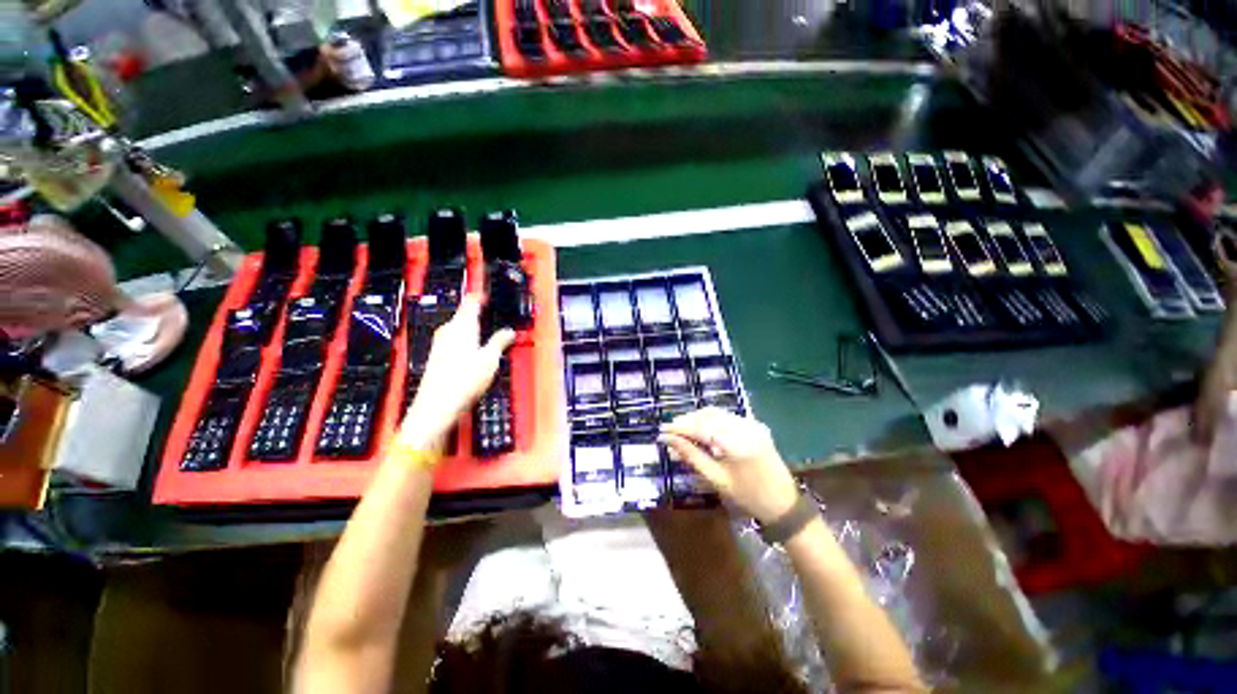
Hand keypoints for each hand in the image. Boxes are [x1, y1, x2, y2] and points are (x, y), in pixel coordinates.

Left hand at [399, 297, 514, 449]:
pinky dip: (465, 338)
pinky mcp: (437, 356)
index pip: (471, 302)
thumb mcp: (490, 360)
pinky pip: (454, 338)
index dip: (481, 296)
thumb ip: (500, 341)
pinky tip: (474, 349)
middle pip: (464, 314)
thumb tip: (509, 332)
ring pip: (458, 327)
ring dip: (472, 326)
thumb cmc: (464, 380)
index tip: (490, 295)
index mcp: (462, 326)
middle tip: (493, 314)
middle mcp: (448, 330)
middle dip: (478, 313)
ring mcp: (440, 343)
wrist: (436, 405)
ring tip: (487, 330)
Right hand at [659, 408, 799, 523]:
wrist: (783, 503)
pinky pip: (726, 417)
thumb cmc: (747, 496)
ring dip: (697, 419)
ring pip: (716, 413)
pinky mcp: (754, 425)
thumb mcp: (716, 479)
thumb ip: (691, 455)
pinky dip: (711, 421)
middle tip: (670, 432)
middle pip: (707, 415)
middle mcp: (744, 426)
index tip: (662, 430)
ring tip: (682, 432)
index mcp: (736, 442)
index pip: (700, 427)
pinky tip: (701, 431)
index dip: (679, 428)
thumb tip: (668, 440)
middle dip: (687, 421)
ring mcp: (751, 423)